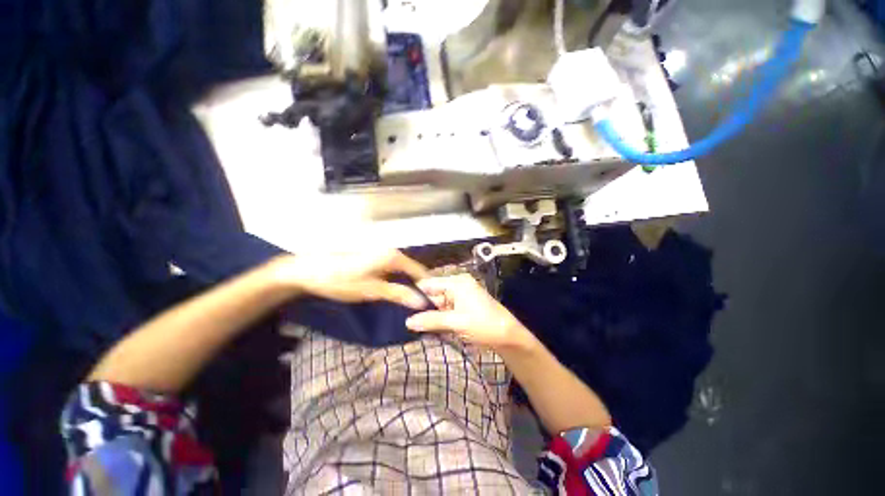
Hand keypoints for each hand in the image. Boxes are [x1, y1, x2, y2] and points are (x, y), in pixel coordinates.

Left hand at [268, 250, 429, 308]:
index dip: (428, 287)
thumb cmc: (341, 280)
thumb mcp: (372, 290)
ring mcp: (381, 254)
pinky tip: (396, 292)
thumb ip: (398, 294)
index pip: (420, 271)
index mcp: (393, 256)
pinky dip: (398, 281)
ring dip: (408, 285)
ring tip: (412, 302)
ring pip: (403, 271)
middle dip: (419, 287)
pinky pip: (393, 270)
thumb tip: (423, 302)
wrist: (308, 270)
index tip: (434, 302)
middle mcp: (391, 251)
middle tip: (423, 305)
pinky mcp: (373, 258)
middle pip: (412, 270)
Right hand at [405, 274, 534, 351]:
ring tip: (415, 327)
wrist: (508, 336)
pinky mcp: (462, 306)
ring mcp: (460, 296)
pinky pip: (445, 310)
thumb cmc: (484, 324)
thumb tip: (407, 322)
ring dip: (430, 316)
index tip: (402, 308)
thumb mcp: (456, 322)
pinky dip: (439, 319)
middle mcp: (456, 285)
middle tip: (408, 322)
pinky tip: (430, 328)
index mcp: (456, 282)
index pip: (429, 284)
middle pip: (432, 294)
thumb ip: (431, 321)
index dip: (415, 295)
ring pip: (437, 304)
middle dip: (422, 308)